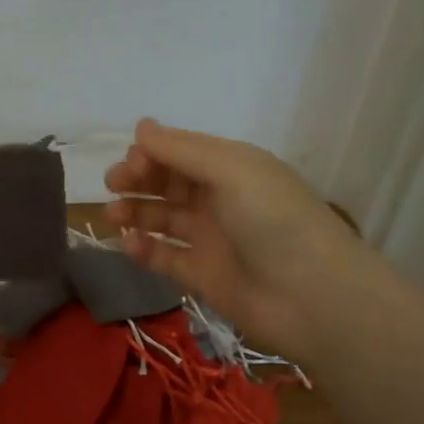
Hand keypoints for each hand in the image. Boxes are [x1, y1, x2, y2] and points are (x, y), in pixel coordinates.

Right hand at [104, 119, 364, 358]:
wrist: (312, 297)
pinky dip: (144, 249)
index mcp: (232, 168)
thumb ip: (182, 150)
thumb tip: (141, 127)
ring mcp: (210, 239)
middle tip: (113, 185)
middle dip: (138, 180)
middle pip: (168, 183)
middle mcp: (220, 200)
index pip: (182, 152)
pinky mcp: (202, 276)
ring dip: (135, 212)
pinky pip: (165, 257)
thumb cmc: (273, 221)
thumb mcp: (232, 171)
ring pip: (163, 219)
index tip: (131, 163)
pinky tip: (128, 244)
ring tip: (111, 215)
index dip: (153, 153)